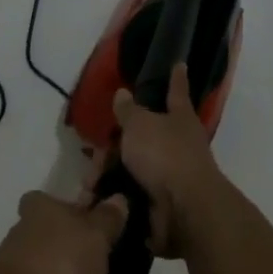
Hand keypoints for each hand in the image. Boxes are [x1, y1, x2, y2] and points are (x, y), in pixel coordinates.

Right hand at [110, 64, 224, 258]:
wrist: (183, 210)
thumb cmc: (165, 155)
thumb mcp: (141, 124)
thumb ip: (129, 110)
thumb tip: (123, 93)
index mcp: (180, 118)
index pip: (176, 92)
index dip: (176, 78)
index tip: (180, 64)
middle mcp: (179, 144)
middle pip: (142, 137)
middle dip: (115, 145)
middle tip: (95, 153)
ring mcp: (170, 175)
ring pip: (132, 167)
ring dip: (108, 174)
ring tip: (89, 183)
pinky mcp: (159, 203)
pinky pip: (129, 193)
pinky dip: (113, 196)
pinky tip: (94, 199)